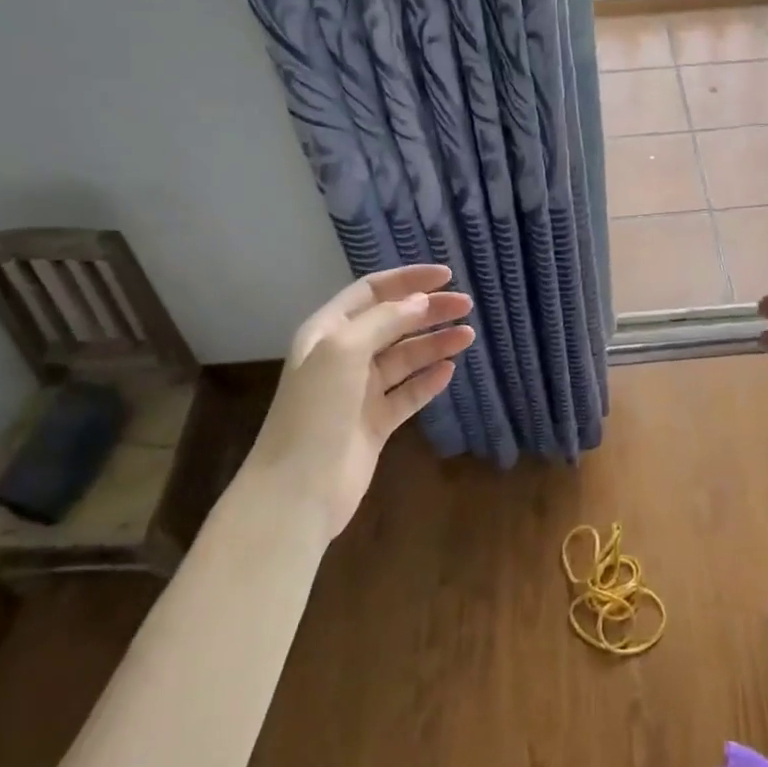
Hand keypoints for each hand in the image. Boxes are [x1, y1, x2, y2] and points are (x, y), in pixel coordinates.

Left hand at [256, 265, 474, 537]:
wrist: (298, 490)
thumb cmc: (316, 411)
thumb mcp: (344, 351)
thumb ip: (384, 321)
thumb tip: (421, 302)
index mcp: (328, 332)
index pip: (372, 292)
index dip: (408, 280)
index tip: (447, 276)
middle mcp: (343, 357)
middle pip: (393, 323)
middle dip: (428, 311)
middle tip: (466, 306)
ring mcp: (359, 392)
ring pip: (404, 358)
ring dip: (434, 344)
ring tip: (468, 336)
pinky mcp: (375, 424)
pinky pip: (407, 394)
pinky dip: (428, 381)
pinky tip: (450, 371)